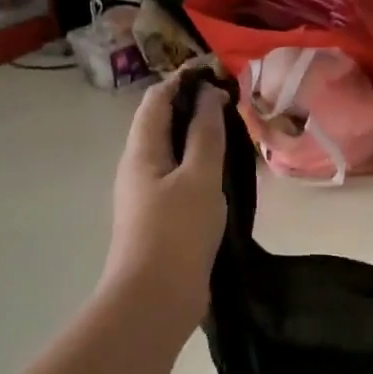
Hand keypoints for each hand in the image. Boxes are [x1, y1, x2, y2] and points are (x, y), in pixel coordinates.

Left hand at [100, 74, 229, 323]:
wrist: (154, 300)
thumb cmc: (176, 232)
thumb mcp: (199, 177)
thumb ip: (205, 134)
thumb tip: (208, 94)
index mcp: (141, 150)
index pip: (157, 98)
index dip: (184, 80)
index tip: (219, 73)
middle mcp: (138, 166)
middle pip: (162, 122)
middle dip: (194, 106)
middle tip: (233, 103)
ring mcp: (147, 193)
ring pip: (173, 151)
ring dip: (199, 136)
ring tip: (234, 133)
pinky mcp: (160, 216)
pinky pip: (180, 177)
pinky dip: (201, 164)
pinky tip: (225, 173)